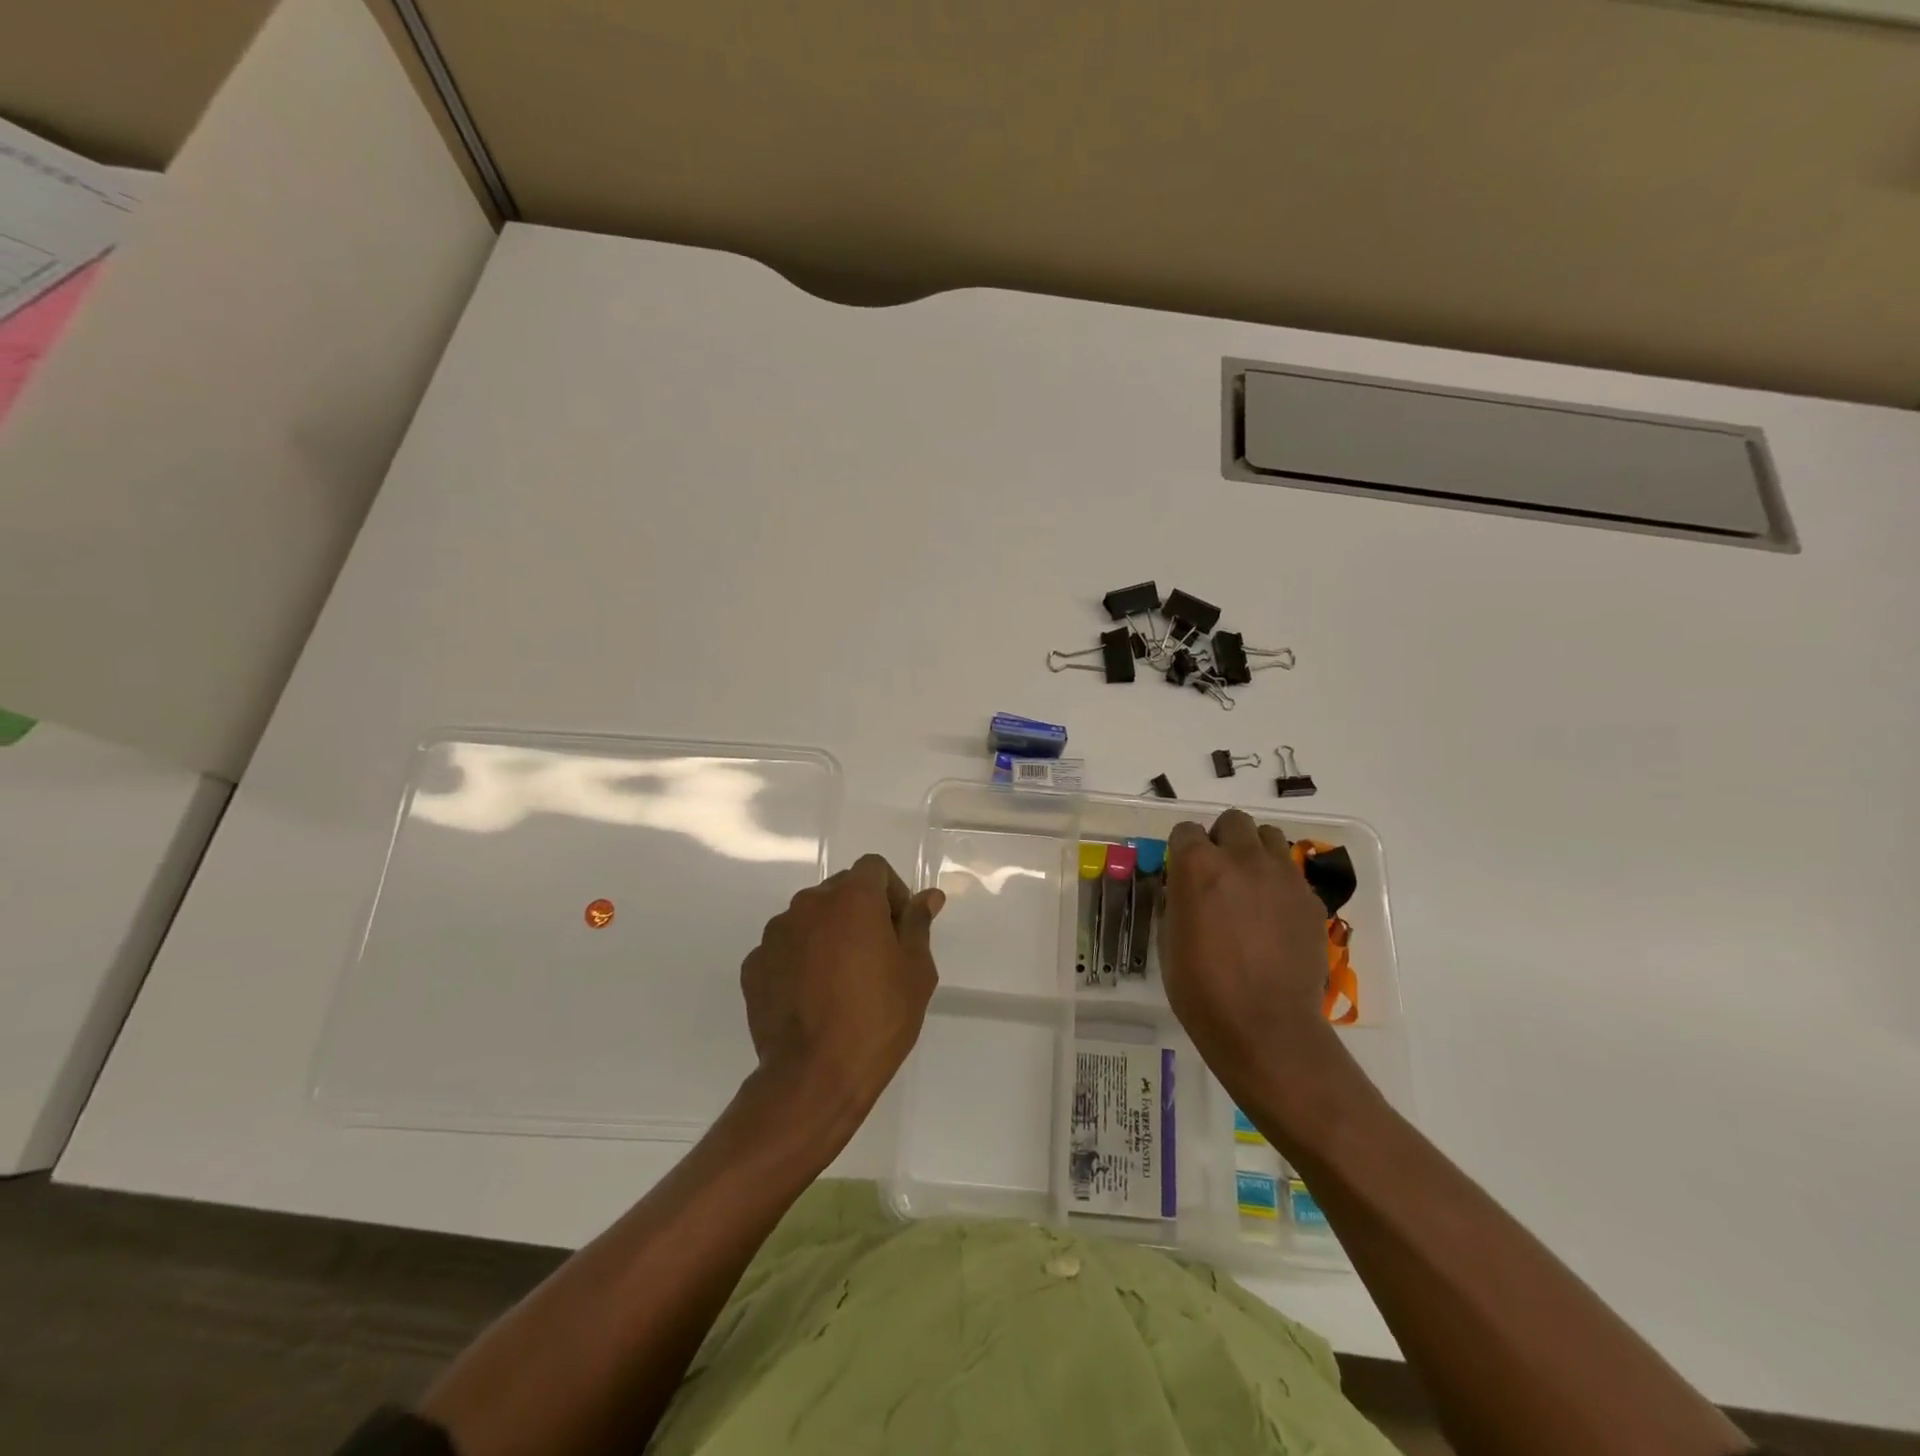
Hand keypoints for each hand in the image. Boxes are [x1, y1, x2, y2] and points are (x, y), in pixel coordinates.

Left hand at [740, 854, 943, 1134]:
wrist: (814, 1077)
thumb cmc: (878, 1018)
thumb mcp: (915, 971)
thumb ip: (918, 924)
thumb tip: (928, 896)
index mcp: (851, 897)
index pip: (873, 868)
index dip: (891, 892)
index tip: (899, 929)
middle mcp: (808, 904)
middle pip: (840, 891)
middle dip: (859, 912)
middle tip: (875, 957)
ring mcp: (775, 933)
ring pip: (810, 919)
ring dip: (827, 935)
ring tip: (840, 981)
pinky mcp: (753, 965)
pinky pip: (784, 949)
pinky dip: (799, 961)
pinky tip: (811, 998)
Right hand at [1160, 809, 1337, 1101]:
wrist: (1266, 1026)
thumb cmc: (1201, 989)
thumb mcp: (1169, 940)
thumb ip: (1176, 901)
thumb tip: (1181, 889)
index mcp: (1197, 866)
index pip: (1186, 830)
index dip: (1182, 848)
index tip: (1182, 871)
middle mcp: (1241, 859)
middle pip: (1233, 821)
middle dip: (1222, 839)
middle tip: (1219, 873)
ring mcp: (1282, 876)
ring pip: (1269, 837)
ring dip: (1255, 852)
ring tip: (1250, 886)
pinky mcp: (1310, 899)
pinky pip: (1292, 873)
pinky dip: (1279, 883)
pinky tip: (1274, 917)